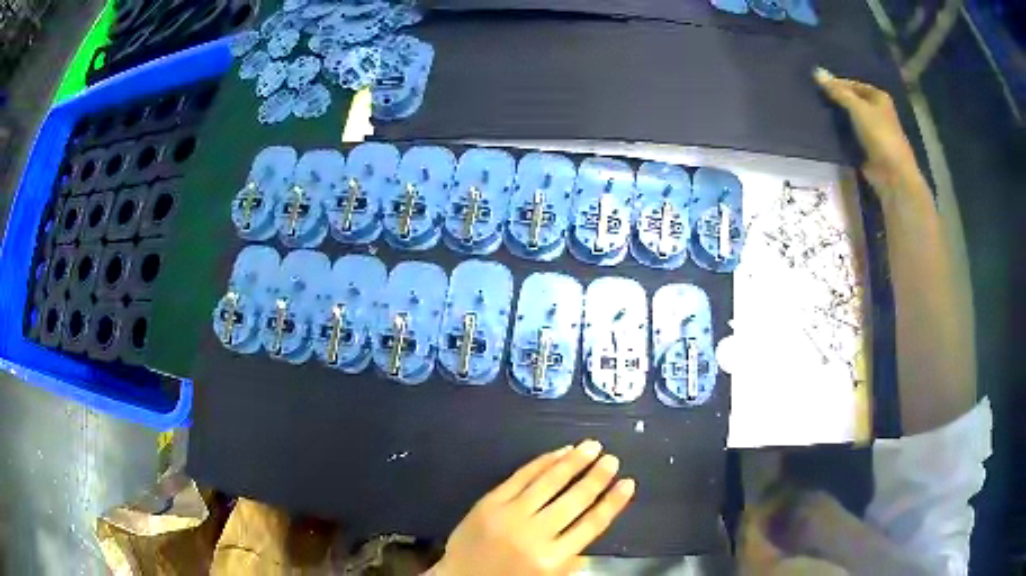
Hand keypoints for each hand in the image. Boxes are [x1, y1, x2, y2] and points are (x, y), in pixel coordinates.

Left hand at [431, 440, 635, 575]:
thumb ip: (571, 558)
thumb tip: (591, 526)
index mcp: (552, 558)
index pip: (591, 524)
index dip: (612, 502)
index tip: (628, 483)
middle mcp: (535, 534)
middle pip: (574, 500)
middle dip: (597, 477)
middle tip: (612, 459)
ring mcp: (510, 514)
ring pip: (549, 482)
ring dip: (574, 462)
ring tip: (592, 446)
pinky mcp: (490, 502)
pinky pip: (521, 476)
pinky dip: (542, 462)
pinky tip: (558, 452)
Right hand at [814, 68, 925, 198]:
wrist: (893, 175)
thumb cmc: (880, 135)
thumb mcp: (857, 108)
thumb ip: (837, 91)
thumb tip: (816, 71)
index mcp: (878, 97)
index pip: (852, 84)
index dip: (836, 84)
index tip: (816, 86)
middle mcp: (876, 112)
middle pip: (851, 101)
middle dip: (836, 101)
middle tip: (813, 98)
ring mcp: (872, 131)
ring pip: (850, 119)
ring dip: (836, 118)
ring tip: (815, 111)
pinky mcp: (867, 148)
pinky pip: (850, 136)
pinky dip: (840, 134)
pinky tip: (825, 130)